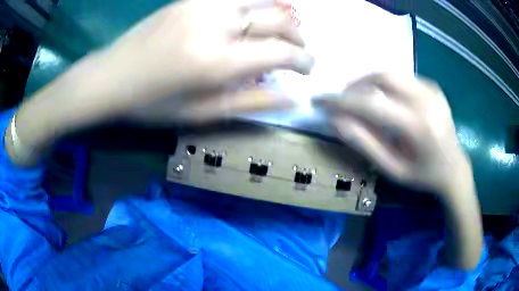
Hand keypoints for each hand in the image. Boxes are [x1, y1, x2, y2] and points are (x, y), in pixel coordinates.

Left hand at [96, 0, 313, 121]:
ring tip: (284, 29)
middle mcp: (215, 24)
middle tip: (300, 50)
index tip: (308, 68)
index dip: (303, 60)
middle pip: (278, 20)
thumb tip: (292, 97)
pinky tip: (257, 13)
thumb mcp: (201, 114)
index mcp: (217, 61)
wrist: (112, 77)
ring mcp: (203, 4)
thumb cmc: (152, 103)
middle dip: (298, 36)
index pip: (280, 52)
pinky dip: (257, 1)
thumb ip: (250, 102)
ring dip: (282, 14)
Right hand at [313, 73, 469, 195]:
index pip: (372, 105)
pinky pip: (403, 77)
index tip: (321, 100)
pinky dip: (386, 83)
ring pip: (392, 73)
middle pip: (383, 78)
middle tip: (343, 99)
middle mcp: (427, 101)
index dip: (342, 101)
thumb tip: (336, 121)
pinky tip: (384, 98)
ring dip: (369, 82)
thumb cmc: (423, 175)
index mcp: (418, 127)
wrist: (454, 168)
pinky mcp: (433, 86)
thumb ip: (364, 144)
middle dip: (356, 85)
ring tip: (360, 98)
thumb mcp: (392, 169)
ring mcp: (432, 90)